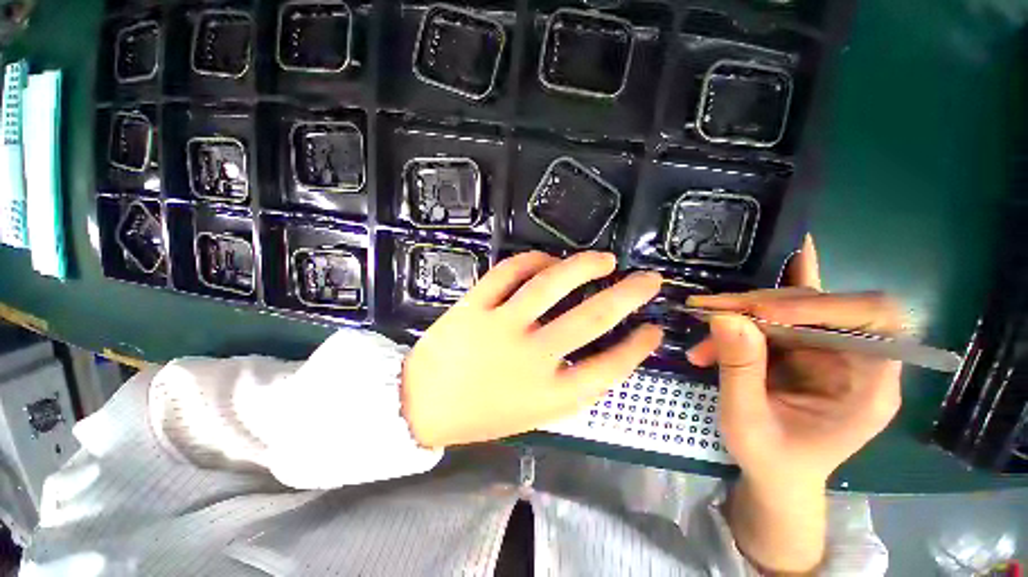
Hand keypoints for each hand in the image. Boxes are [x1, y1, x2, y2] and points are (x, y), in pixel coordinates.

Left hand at [401, 251, 663, 448]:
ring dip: (583, 266)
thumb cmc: (481, 413)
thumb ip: (567, 383)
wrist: (421, 405)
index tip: (654, 329)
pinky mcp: (474, 306)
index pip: (609, 368)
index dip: (637, 347)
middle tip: (647, 279)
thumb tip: (596, 347)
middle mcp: (531, 358)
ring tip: (603, 260)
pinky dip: (533, 259)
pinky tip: (548, 259)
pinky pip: (509, 271)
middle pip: (590, 319)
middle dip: (628, 295)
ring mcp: (500, 327)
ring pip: (550, 284)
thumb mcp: (533, 410)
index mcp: (549, 394)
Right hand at [686, 236, 902, 572]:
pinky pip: (784, 312)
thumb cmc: (770, 460)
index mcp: (869, 384)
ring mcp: (829, 349)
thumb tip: (725, 316)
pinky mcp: (804, 345)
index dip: (821, 306)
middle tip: (710, 311)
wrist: (775, 474)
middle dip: (760, 305)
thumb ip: (740, 369)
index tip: (761, 314)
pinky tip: (746, 286)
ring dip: (742, 311)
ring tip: (703, 321)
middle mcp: (857, 357)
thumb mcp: (747, 421)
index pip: (873, 319)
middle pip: (820, 306)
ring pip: (790, 307)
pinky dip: (758, 301)